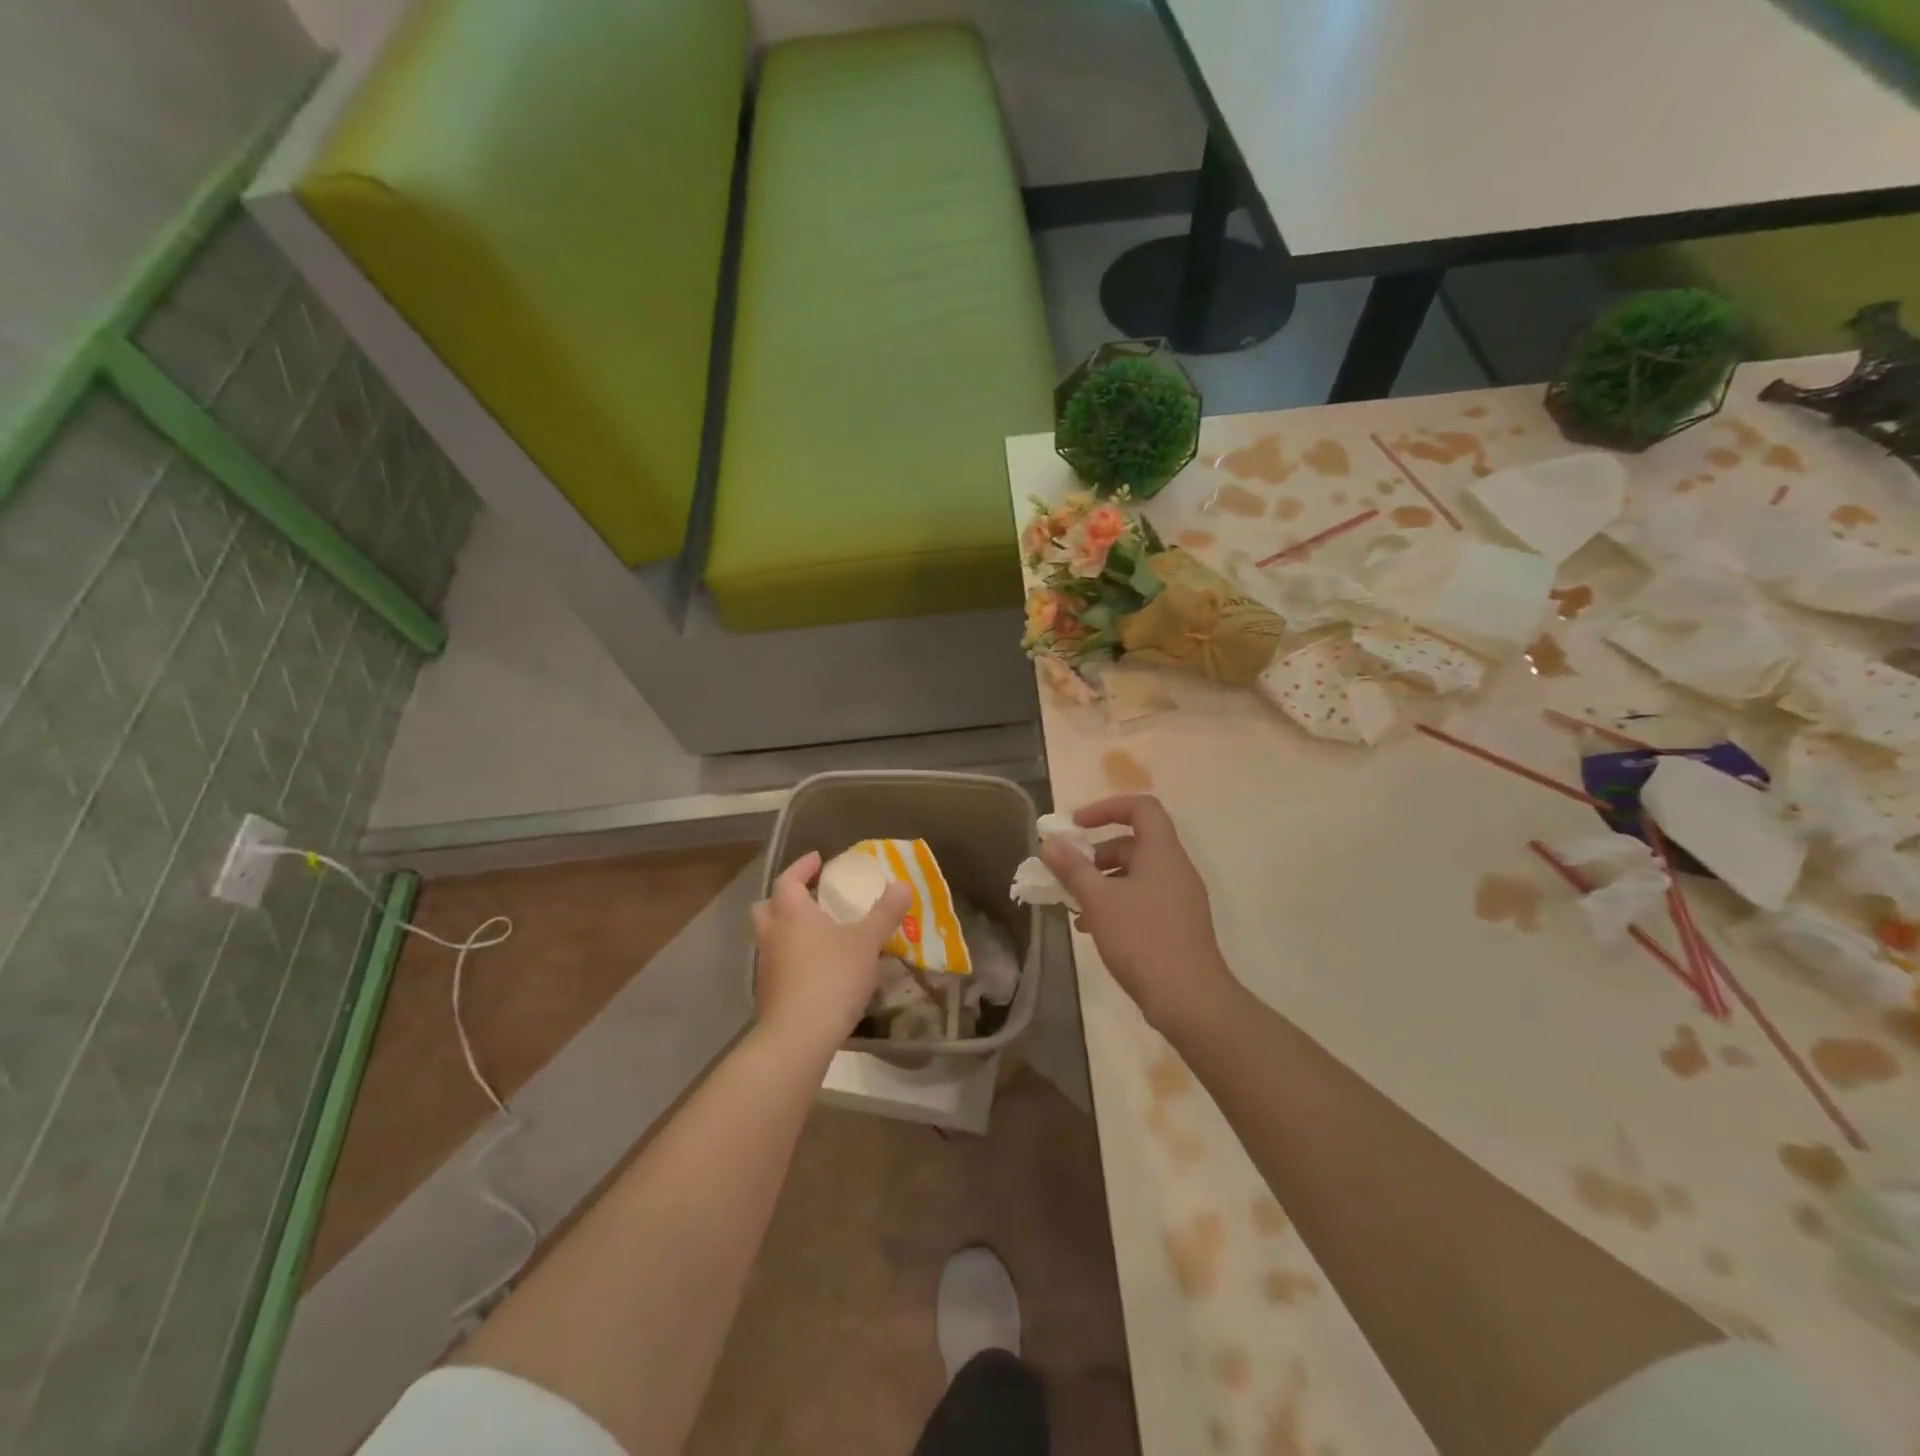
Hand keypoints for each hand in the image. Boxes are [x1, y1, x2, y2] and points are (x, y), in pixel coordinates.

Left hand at [752, 852, 910, 1053]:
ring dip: (787, 930)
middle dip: (785, 898)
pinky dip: (791, 958)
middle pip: (767, 907)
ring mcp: (766, 965)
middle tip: (809, 897)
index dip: (802, 867)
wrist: (799, 1036)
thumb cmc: (832, 976)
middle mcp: (772, 934)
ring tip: (817, 935)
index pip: (788, 879)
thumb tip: (903, 884)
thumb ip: (885, 912)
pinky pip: (777, 964)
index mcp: (792, 912)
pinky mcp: (768, 994)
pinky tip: (815, 969)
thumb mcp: (867, 941)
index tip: (817, 859)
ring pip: (769, 937)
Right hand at [1040, 795, 1234, 1031]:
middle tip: (1068, 873)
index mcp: (1162, 852)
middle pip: (1134, 843)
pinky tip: (1093, 929)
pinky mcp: (1178, 925)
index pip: (1141, 807)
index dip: (1106, 808)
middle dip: (1096, 854)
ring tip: (1074, 905)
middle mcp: (1175, 868)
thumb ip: (1072, 868)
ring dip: (1103, 882)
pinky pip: (1143, 899)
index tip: (1076, 826)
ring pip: (1136, 875)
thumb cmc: (1142, 939)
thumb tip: (1051, 843)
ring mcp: (1180, 898)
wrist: (1190, 999)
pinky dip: (1117, 903)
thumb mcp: (1098, 900)